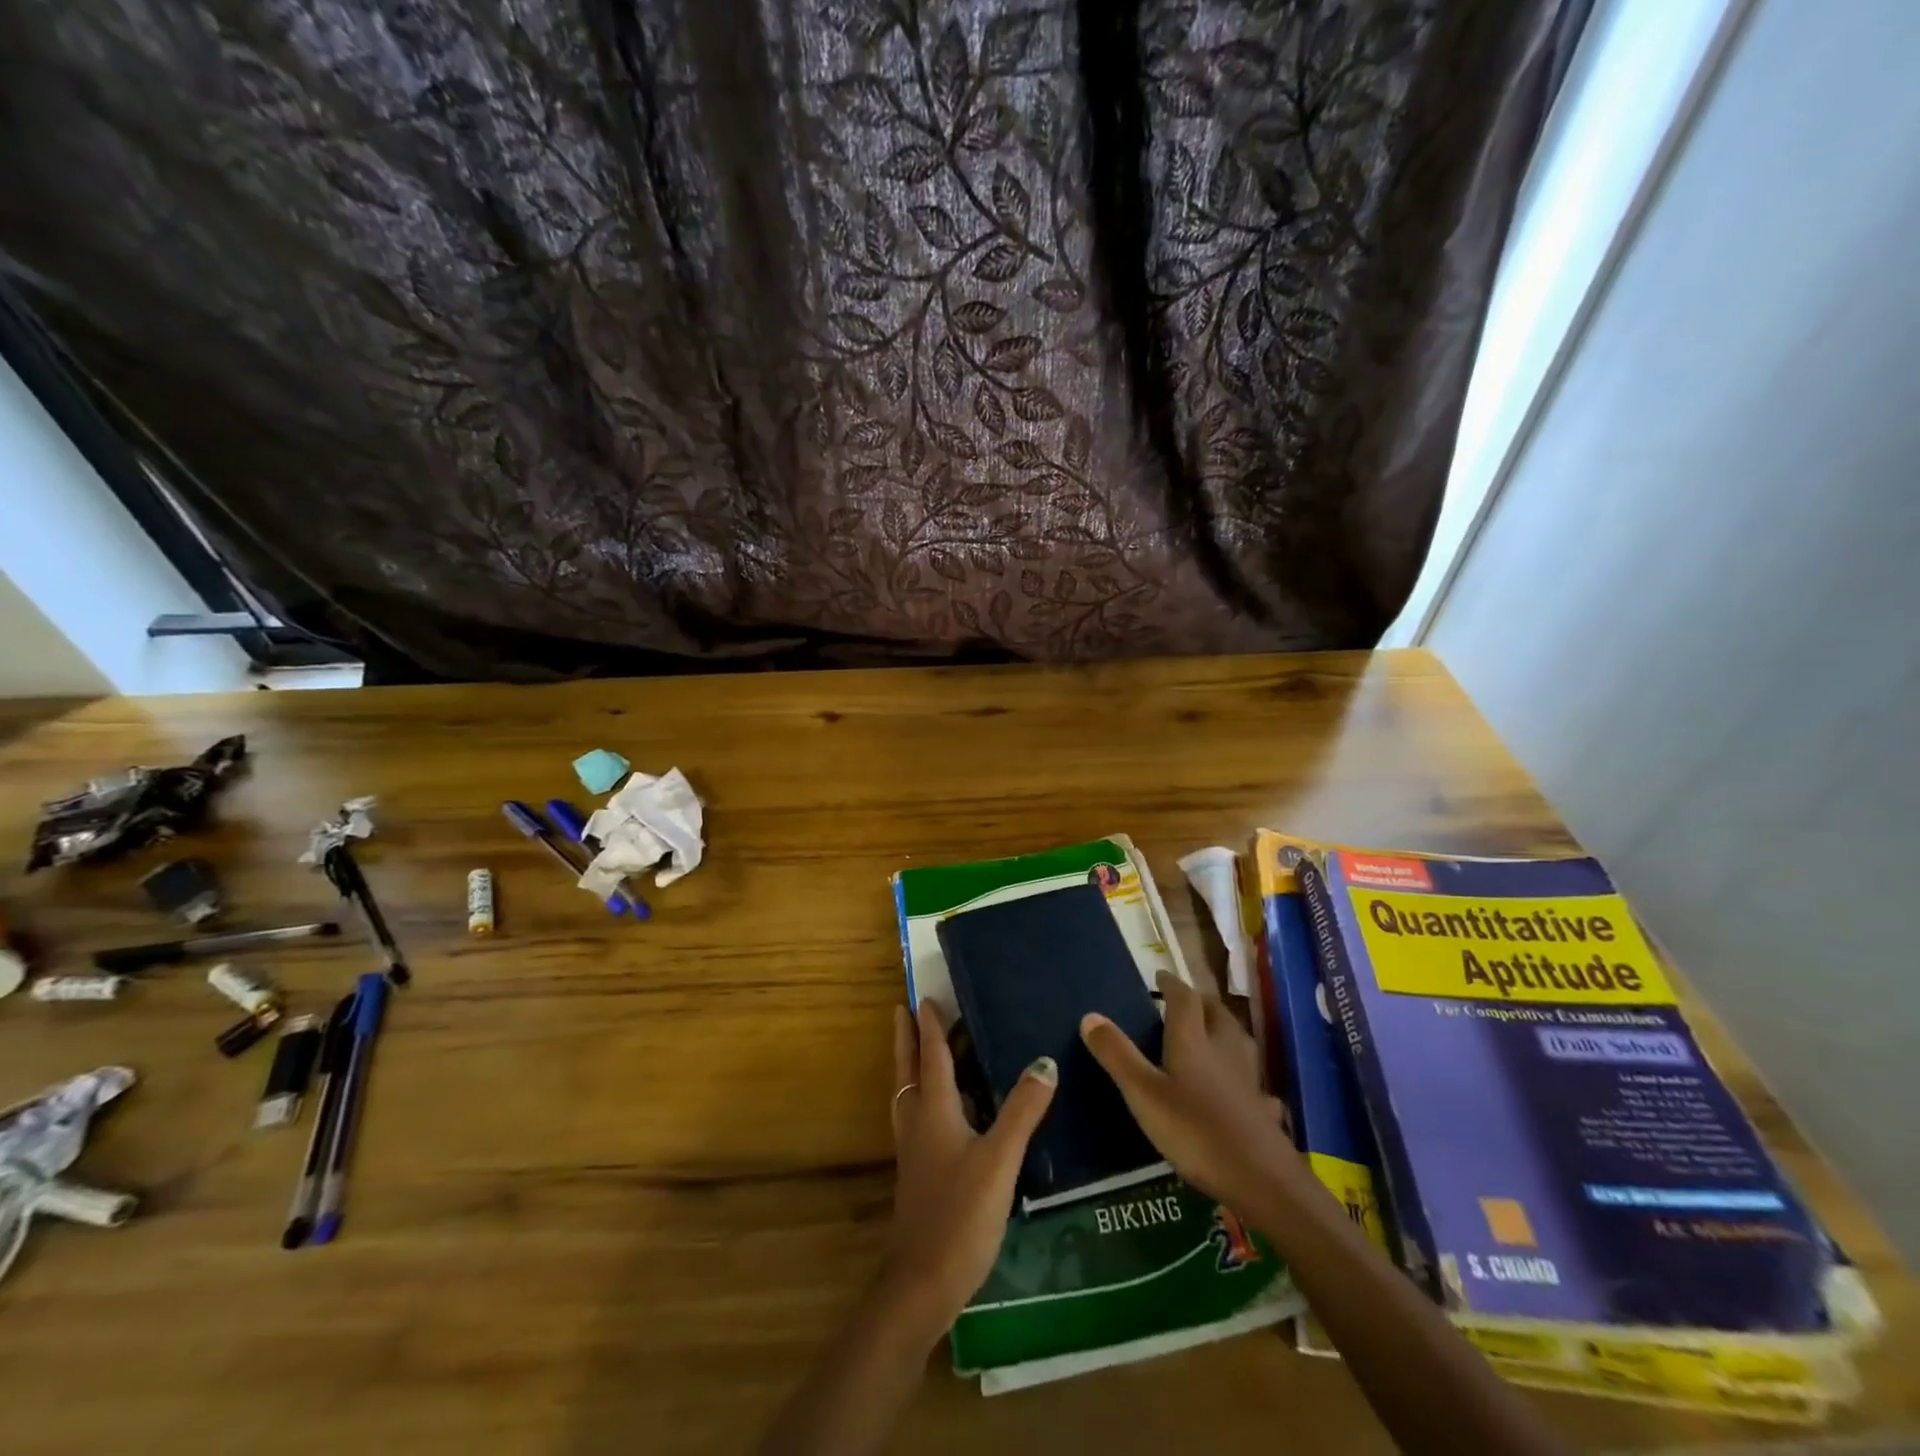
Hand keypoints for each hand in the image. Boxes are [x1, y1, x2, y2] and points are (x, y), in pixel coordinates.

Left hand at [880, 1000, 1056, 1335]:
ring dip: (913, 1065)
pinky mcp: (919, 1173)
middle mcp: (918, 1122)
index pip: (931, 1057)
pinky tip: (944, 1110)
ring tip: (921, 1049)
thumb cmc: (961, 1214)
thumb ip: (1022, 1111)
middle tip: (907, 1011)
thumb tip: (1045, 1062)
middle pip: (909, 1070)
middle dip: (908, 1039)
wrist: (922, 1282)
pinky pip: (918, 1117)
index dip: (930, 1027)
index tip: (924, 998)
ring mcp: (915, 1150)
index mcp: (934, 1111)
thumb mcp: (1000, 1159)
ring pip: (909, 1093)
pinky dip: (924, 1096)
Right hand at [1080, 972, 1297, 1212]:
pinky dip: (1243, 1075)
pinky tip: (1241, 1087)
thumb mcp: (1143, 1093)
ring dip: (1223, 1030)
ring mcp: (1248, 1079)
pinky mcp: (1262, 1109)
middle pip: (1216, 1013)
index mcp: (1192, 1040)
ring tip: (1209, 1035)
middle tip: (1183, 1003)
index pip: (1184, 998)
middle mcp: (1223, 1049)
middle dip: (1200, 1002)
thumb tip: (1090, 1015)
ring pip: (1237, 1041)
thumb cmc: (1195, 1131)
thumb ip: (1117, 1055)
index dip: (1172, 984)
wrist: (1260, 1179)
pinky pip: (1253, 1081)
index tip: (1160, 976)